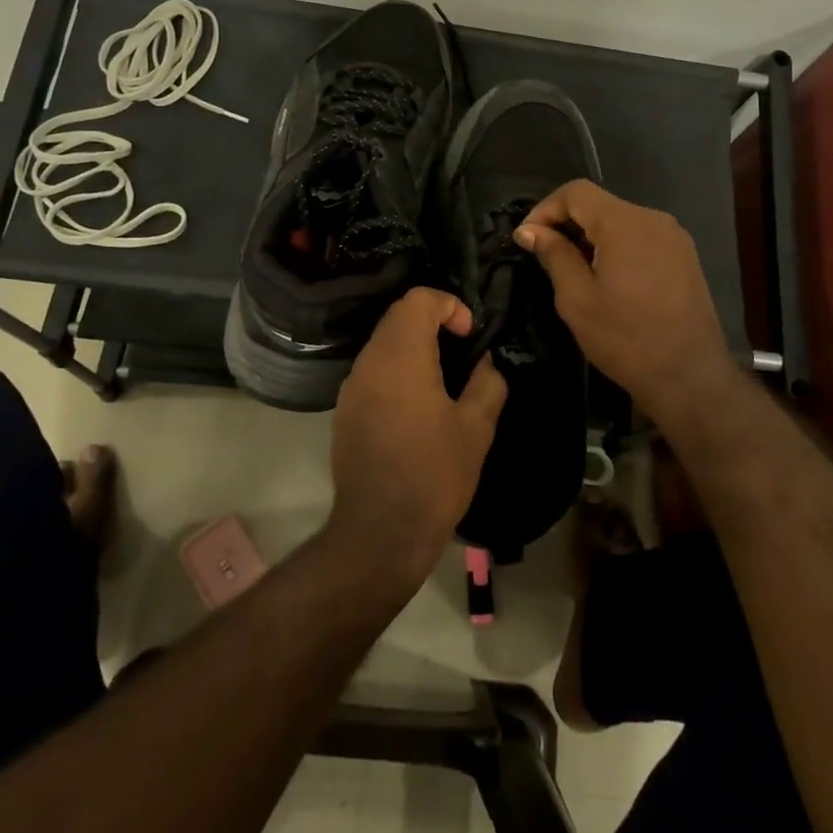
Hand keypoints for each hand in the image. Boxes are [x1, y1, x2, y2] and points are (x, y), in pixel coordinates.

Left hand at [325, 288, 507, 588]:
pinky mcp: (345, 412)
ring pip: (383, 345)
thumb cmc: (434, 475)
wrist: (381, 532)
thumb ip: (487, 384)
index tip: (469, 335)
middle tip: (462, 353)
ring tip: (444, 381)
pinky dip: (397, 372)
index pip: (417, 300)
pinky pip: (373, 373)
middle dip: (432, 324)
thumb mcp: (476, 429)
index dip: (448, 305)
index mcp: (400, 358)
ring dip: (414, 348)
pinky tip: (418, 407)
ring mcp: (351, 388)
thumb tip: (485, 363)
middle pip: (397, 318)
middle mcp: (368, 363)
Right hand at [514, 180, 739, 423]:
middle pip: (600, 204)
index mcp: (625, 223)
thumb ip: (554, 255)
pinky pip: (641, 238)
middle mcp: (653, 219)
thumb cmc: (625, 339)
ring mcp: (674, 238)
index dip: (545, 208)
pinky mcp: (685, 257)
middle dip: (567, 223)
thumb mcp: (576, 298)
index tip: (527, 239)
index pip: (576, 192)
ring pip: (621, 221)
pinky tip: (607, 280)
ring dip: (591, 237)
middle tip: (545, 257)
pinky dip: (616, 247)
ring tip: (574, 271)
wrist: (689, 377)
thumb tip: (530, 230)